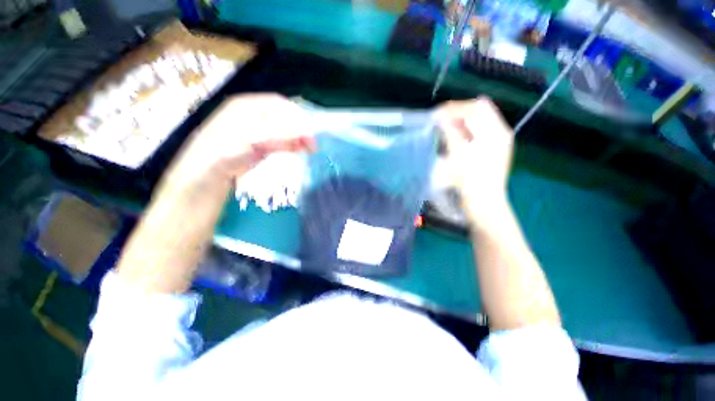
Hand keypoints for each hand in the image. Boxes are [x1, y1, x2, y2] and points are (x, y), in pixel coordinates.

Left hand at [178, 93, 315, 182]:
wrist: (205, 177)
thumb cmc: (222, 154)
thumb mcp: (250, 139)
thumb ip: (278, 133)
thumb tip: (305, 130)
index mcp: (246, 106)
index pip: (279, 104)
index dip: (297, 115)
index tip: (310, 131)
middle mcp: (252, 116)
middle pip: (283, 116)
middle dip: (300, 128)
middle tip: (313, 144)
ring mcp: (257, 131)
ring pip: (283, 129)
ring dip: (298, 137)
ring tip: (310, 148)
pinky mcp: (260, 146)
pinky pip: (280, 141)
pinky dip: (292, 144)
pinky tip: (300, 150)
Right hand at [437, 97, 513, 222]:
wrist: (483, 202)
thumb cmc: (469, 179)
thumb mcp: (457, 154)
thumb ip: (451, 132)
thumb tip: (441, 117)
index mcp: (495, 131)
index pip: (475, 107)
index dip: (455, 108)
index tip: (437, 114)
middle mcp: (500, 132)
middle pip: (480, 111)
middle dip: (459, 112)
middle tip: (440, 120)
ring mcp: (499, 141)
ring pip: (480, 121)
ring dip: (462, 121)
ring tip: (446, 128)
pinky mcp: (495, 150)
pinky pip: (480, 132)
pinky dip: (467, 131)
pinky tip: (456, 138)